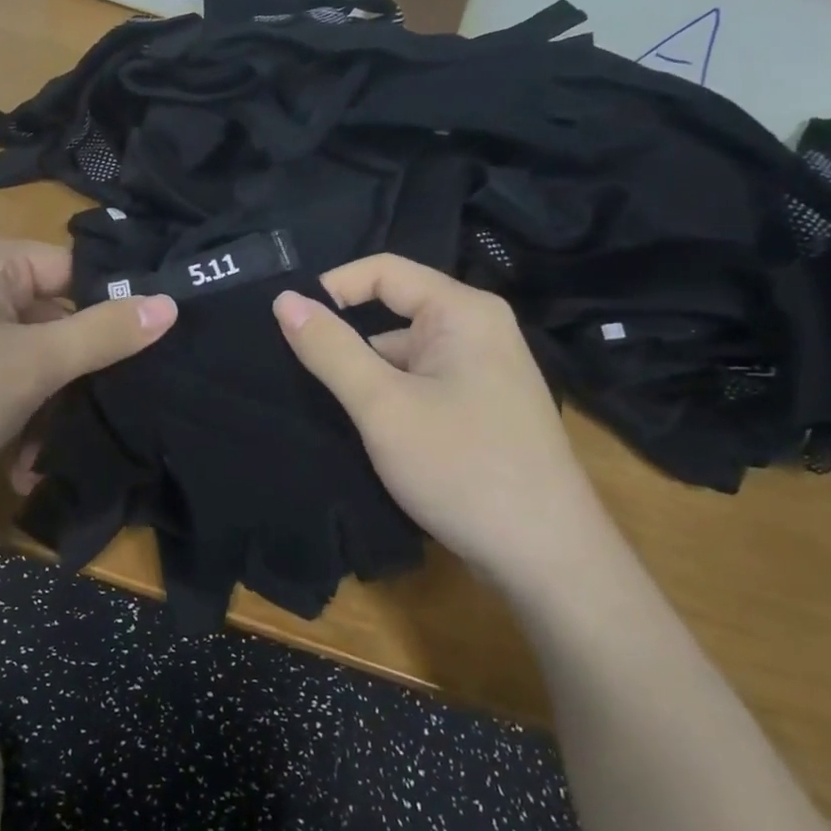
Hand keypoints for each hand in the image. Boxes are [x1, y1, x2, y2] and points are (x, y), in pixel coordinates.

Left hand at [0, 234, 175, 512]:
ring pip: (31, 359)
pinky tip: (20, 467)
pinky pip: (1, 380)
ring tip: (44, 460)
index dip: (113, 313)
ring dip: (46, 410)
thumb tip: (171, 303)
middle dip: (75, 379)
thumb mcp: (33, 366)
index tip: (150, 360)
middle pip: (56, 319)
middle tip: (105, 420)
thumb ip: (104, 333)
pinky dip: (15, 418)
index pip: (76, 272)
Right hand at [273, 255, 618, 589]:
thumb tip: (284, 299)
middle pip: (393, 314)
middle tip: (295, 374)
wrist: (546, 558)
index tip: (286, 324)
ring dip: (366, 378)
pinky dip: (390, 400)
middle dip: (345, 342)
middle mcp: (479, 330)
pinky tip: (364, 432)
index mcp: (463, 312)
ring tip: (323, 411)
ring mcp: (484, 372)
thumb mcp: (382, 405)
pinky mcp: (482, 409)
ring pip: (404, 356)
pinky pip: (422, 385)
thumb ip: (330, 349)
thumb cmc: (462, 467)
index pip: (383, 271)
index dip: (331, 288)